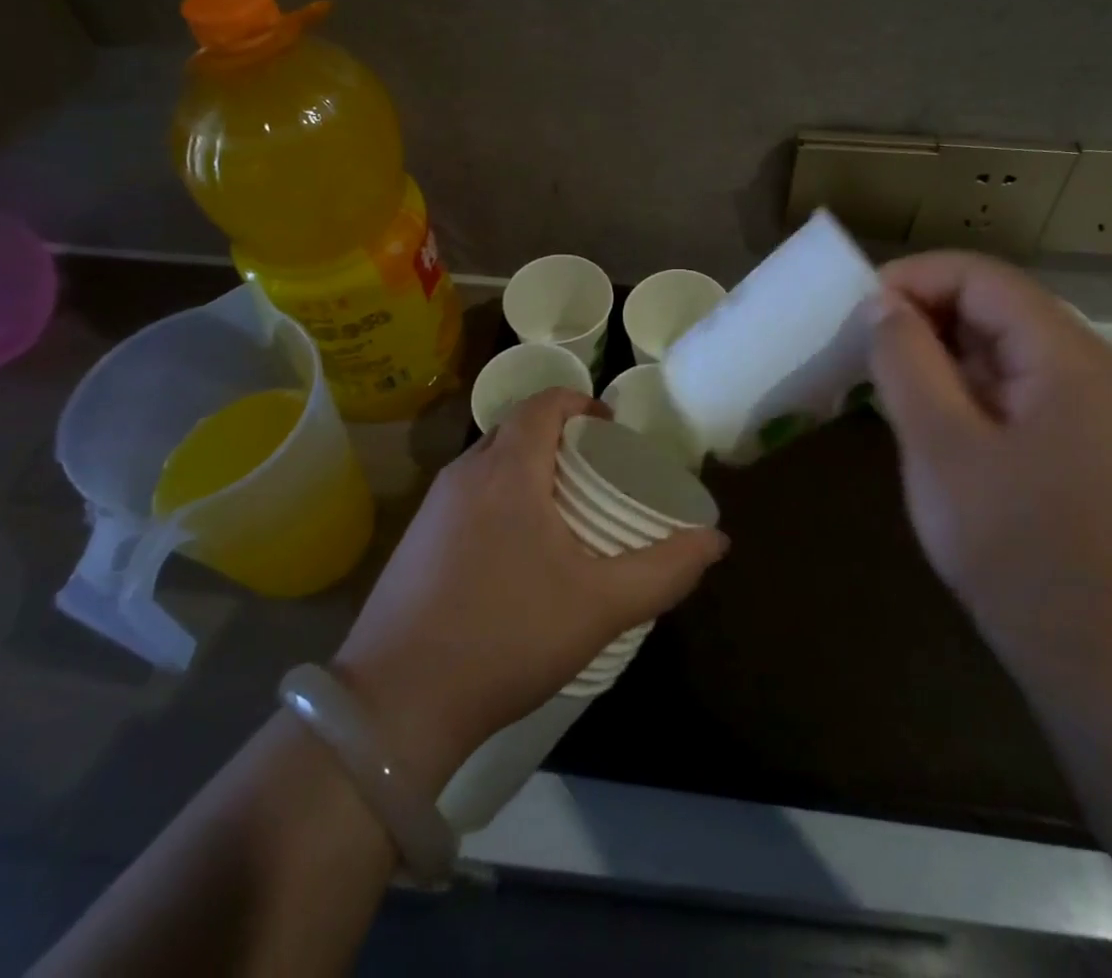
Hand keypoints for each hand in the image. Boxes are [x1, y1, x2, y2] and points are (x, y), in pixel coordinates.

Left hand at [332, 390, 728, 791]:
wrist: (395, 707)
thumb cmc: (506, 637)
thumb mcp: (600, 605)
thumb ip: (664, 569)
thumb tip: (717, 540)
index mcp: (506, 469)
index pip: (544, 403)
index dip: (581, 404)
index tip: (612, 430)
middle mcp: (464, 473)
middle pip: (517, 430)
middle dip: (560, 440)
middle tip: (598, 475)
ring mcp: (432, 508)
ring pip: (491, 464)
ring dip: (529, 471)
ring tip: (564, 514)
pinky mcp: (414, 541)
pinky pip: (469, 497)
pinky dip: (501, 500)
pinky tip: (517, 555)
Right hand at [867, 251, 1111, 674]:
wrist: (1087, 646)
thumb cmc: (1009, 543)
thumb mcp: (940, 444)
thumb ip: (906, 361)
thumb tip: (880, 303)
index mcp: (1068, 358)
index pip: (984, 279)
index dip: (915, 278)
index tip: (858, 308)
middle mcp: (1087, 366)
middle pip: (995, 305)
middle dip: (923, 311)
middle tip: (862, 341)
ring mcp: (1086, 401)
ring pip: (999, 342)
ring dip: (938, 346)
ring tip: (881, 370)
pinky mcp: (1073, 432)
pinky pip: (1009, 380)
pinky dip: (960, 379)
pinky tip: (921, 404)